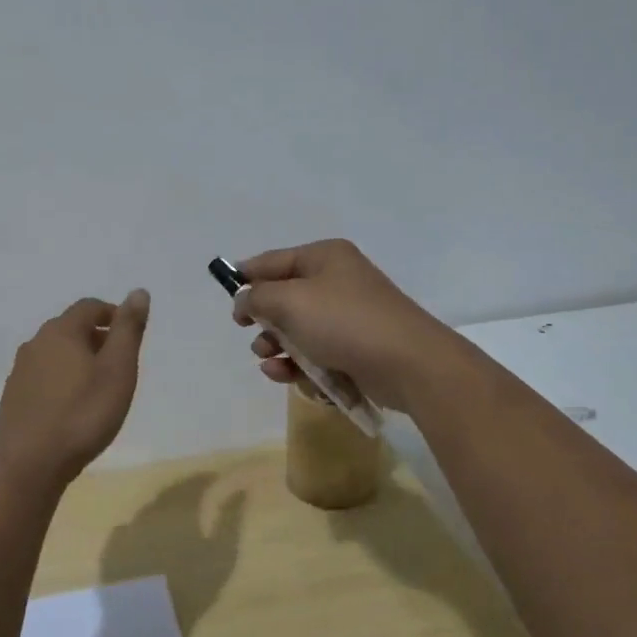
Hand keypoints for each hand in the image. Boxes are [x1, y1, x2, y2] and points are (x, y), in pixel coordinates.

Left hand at [0, 291, 149, 482]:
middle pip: (70, 328)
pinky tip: (70, 407)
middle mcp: (35, 343)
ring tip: (96, 387)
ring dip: (76, 360)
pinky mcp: (12, 398)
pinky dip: (59, 381)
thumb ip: (128, 329)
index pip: (89, 306)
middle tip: (118, 364)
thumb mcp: (118, 370)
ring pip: (54, 354)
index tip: (130, 335)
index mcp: (61, 331)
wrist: (29, 465)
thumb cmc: (83, 414)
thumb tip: (138, 292)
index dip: (113, 315)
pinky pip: (41, 377)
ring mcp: (19, 371)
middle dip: (96, 338)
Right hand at [232, 239, 456, 409]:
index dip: (246, 277)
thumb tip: (244, 300)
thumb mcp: (289, 301)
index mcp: (324, 257)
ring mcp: (350, 317)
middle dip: (265, 322)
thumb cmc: (344, 322)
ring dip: (280, 349)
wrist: (408, 364)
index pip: (273, 261)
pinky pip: (319, 354)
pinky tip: (292, 380)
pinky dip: (302, 367)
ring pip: (300, 331)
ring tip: (271, 365)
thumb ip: (257, 297)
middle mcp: (337, 281)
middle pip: (286, 298)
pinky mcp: (357, 349)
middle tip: (256, 338)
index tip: (227, 298)